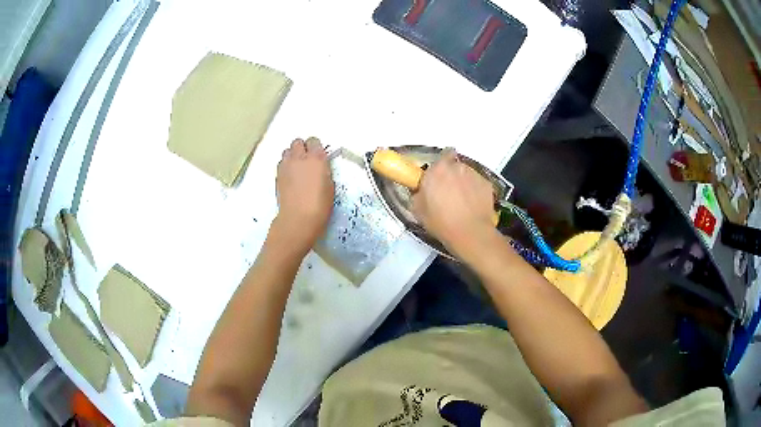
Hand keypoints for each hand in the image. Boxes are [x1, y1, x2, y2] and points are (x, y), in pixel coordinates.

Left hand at [273, 137, 333, 252]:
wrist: (298, 218)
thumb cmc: (320, 205)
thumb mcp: (330, 186)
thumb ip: (324, 171)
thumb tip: (319, 167)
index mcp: (316, 158)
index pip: (314, 141)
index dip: (316, 147)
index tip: (318, 156)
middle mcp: (299, 157)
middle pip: (297, 142)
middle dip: (302, 148)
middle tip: (307, 160)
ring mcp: (286, 165)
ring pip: (287, 151)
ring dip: (292, 156)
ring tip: (297, 168)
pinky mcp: (277, 175)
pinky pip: (281, 163)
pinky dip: (285, 166)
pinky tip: (291, 178)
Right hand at [412, 149, 495, 255]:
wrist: (470, 233)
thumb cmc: (440, 221)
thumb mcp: (417, 209)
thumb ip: (419, 193)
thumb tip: (422, 190)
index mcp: (438, 169)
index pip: (442, 154)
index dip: (441, 164)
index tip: (438, 176)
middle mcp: (457, 167)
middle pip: (455, 166)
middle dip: (452, 176)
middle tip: (448, 193)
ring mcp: (475, 175)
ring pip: (467, 175)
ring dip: (464, 183)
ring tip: (462, 202)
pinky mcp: (487, 185)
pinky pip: (478, 185)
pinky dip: (476, 192)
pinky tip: (472, 207)